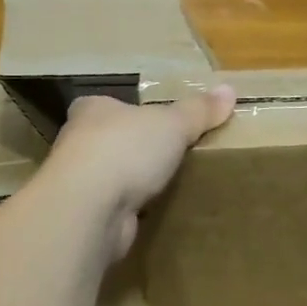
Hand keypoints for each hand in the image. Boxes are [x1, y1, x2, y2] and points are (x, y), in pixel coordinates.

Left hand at [42, 87, 235, 258]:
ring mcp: (78, 182)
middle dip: (134, 149)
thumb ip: (199, 110)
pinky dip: (130, 210)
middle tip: (169, 155)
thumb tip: (229, 90)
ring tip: (166, 186)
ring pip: (110, 176)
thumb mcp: (173, 123)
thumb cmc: (127, 150)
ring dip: (131, 182)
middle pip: (108, 141)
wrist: (89, 207)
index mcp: (93, 110)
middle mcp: (77, 142)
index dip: (128, 112)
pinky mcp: (84, 215)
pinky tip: (153, 214)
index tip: (152, 122)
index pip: (106, 105)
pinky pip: (113, 208)